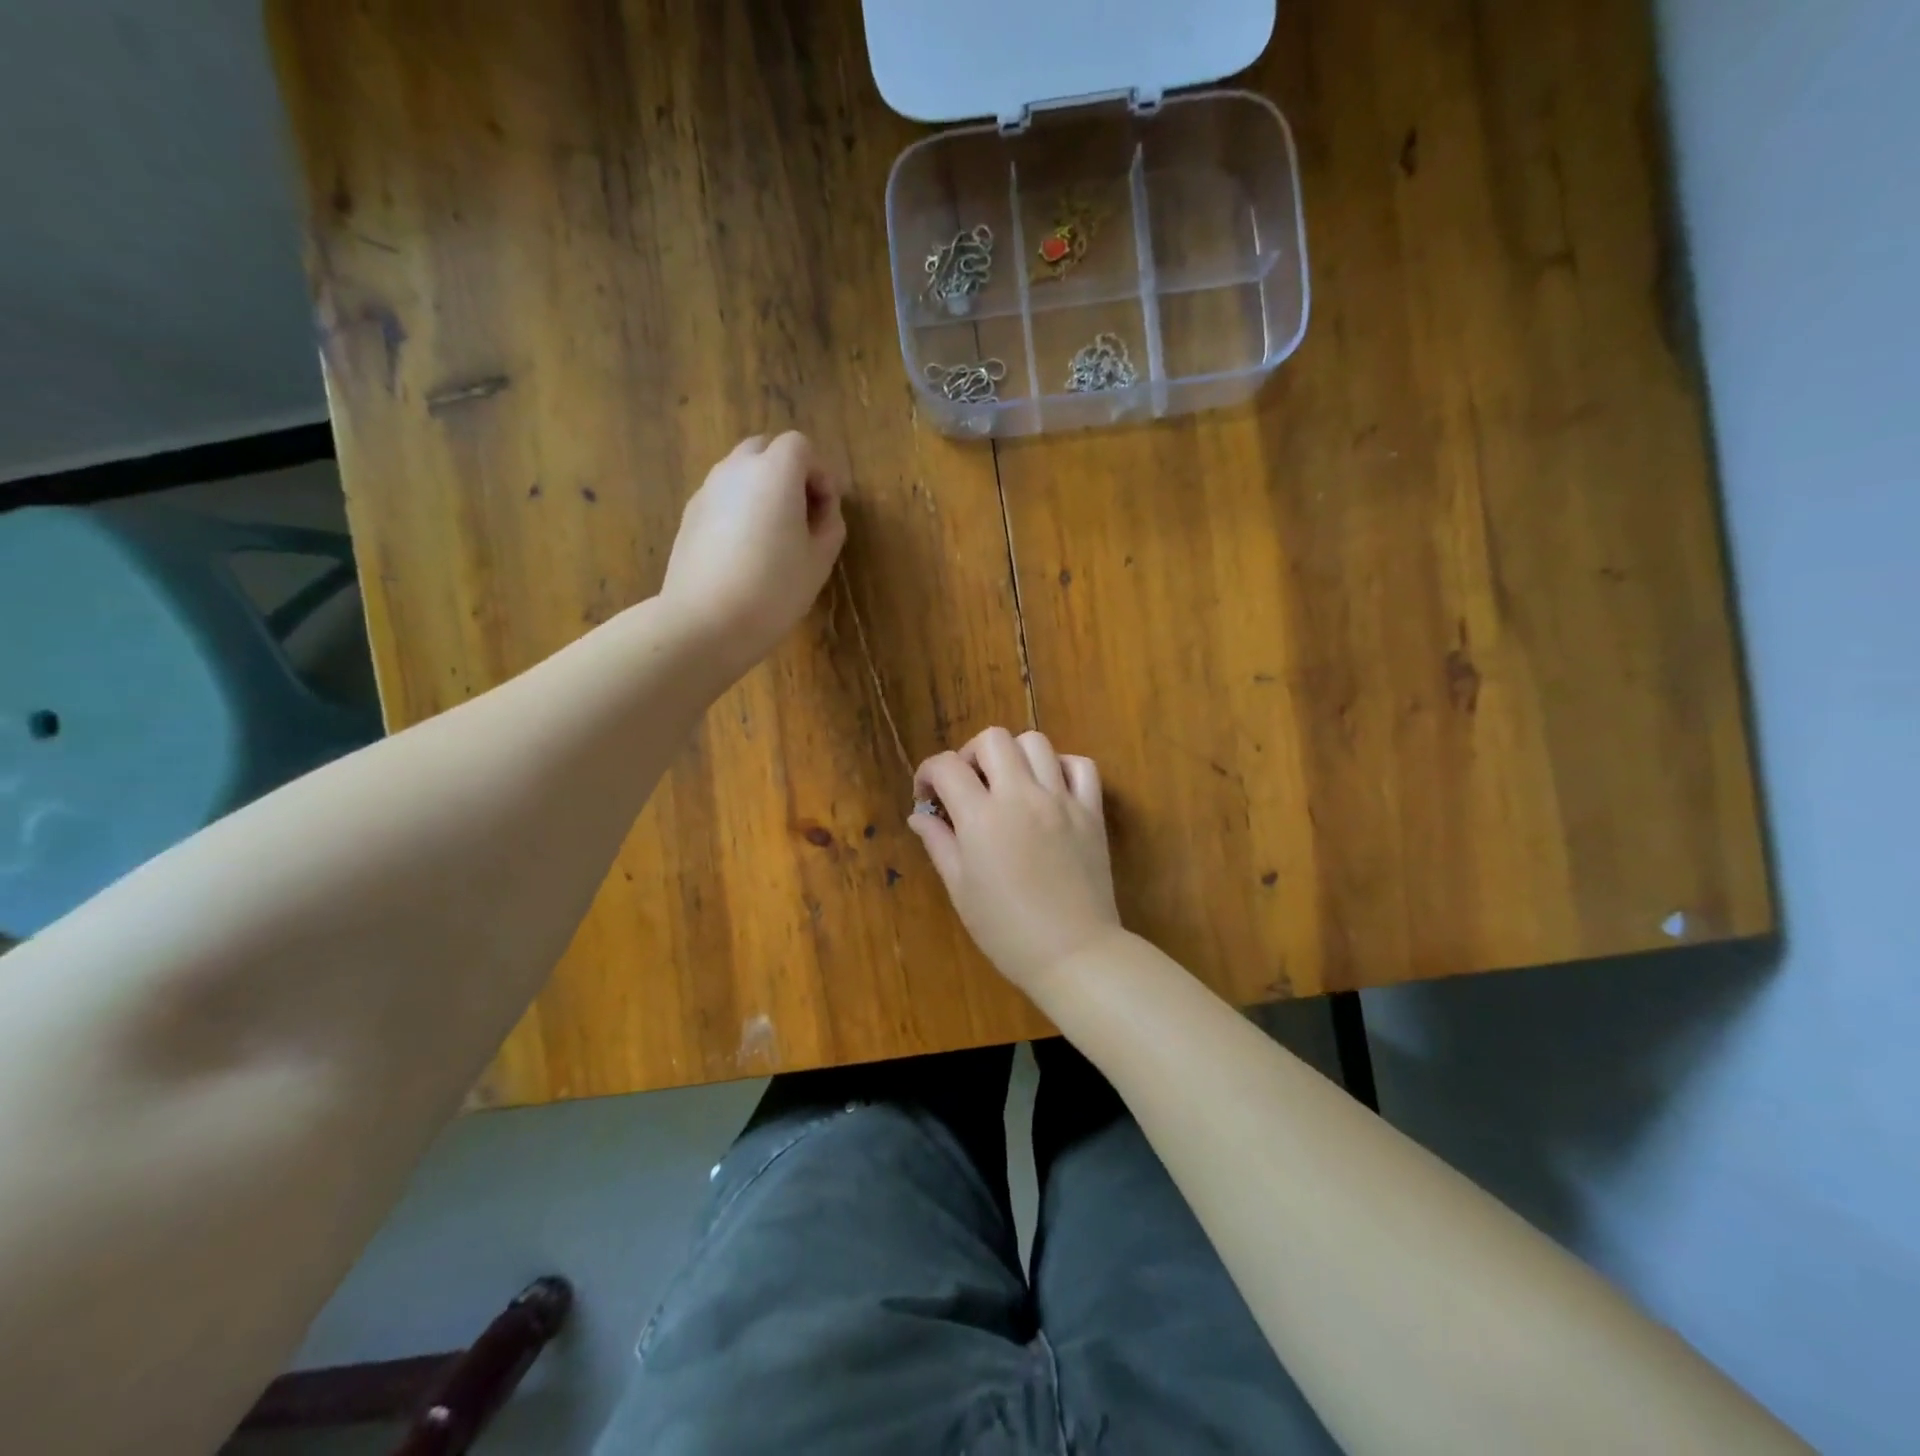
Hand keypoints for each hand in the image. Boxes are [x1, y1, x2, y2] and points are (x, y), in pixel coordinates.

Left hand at [660, 432, 845, 674]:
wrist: (705, 622)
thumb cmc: (773, 590)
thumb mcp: (820, 560)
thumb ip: (829, 524)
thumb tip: (822, 510)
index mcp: (774, 473)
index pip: (800, 446)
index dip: (820, 474)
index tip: (826, 511)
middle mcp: (736, 470)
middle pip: (765, 449)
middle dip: (788, 473)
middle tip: (802, 517)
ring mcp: (707, 491)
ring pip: (740, 473)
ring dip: (762, 491)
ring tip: (774, 537)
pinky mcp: (689, 516)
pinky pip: (722, 498)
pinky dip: (739, 509)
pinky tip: (745, 552)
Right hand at [909, 728, 1121, 995]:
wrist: (1073, 952)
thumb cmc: (1006, 930)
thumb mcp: (960, 888)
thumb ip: (939, 843)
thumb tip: (919, 815)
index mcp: (982, 817)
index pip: (947, 766)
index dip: (928, 774)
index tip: (928, 796)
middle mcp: (1021, 796)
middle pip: (992, 739)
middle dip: (971, 755)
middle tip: (968, 787)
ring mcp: (1061, 799)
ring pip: (1036, 742)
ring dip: (1014, 755)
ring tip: (1008, 784)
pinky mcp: (1091, 810)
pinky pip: (1080, 765)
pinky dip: (1061, 766)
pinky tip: (1049, 789)